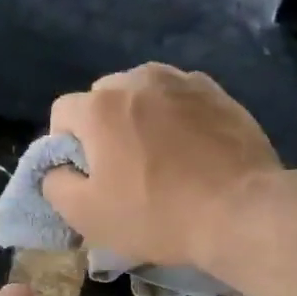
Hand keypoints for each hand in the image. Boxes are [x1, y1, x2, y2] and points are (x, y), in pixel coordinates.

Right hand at [44, 63, 283, 268]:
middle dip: (104, 128)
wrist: (240, 211)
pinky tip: (193, 151)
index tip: (86, 176)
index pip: (62, 113)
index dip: (65, 146)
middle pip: (105, 97)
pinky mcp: (219, 94)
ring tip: (160, 158)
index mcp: (101, 106)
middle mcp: (139, 79)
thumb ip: (56, 186)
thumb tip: (56, 169)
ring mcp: (184, 82)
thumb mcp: (88, 216)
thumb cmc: (158, 215)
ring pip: (146, 94)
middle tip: (123, 169)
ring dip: (143, 119)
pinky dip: (178, 119)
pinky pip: (183, 101)